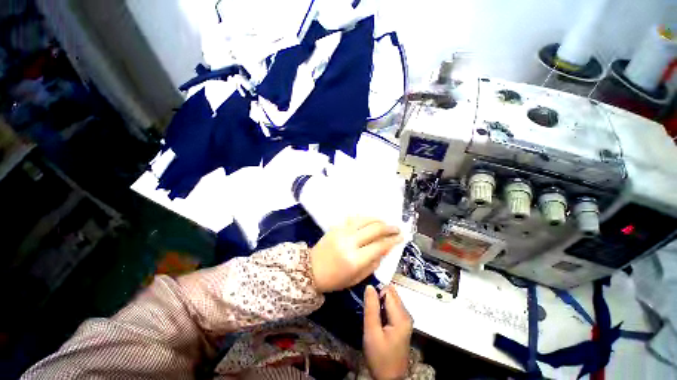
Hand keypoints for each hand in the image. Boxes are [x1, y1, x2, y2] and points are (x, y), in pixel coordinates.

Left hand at [310, 217, 401, 292]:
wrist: (310, 269)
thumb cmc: (334, 279)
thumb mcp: (357, 278)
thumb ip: (373, 264)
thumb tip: (386, 249)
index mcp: (355, 260)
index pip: (379, 246)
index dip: (393, 240)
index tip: (401, 237)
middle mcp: (349, 242)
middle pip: (374, 229)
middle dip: (389, 227)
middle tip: (397, 228)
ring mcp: (341, 232)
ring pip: (365, 220)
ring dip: (378, 220)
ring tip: (385, 222)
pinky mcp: (336, 226)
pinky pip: (353, 218)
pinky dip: (365, 218)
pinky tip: (371, 220)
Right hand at [364, 285, 412, 379]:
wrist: (389, 378)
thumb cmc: (379, 357)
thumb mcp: (371, 332)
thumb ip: (371, 307)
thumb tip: (369, 286)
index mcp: (401, 316)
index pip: (388, 291)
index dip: (376, 292)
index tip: (367, 301)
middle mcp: (406, 314)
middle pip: (391, 294)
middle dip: (378, 296)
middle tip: (368, 308)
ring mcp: (405, 319)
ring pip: (391, 299)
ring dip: (380, 302)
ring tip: (371, 313)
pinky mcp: (402, 323)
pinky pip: (391, 307)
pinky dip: (383, 308)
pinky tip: (377, 318)